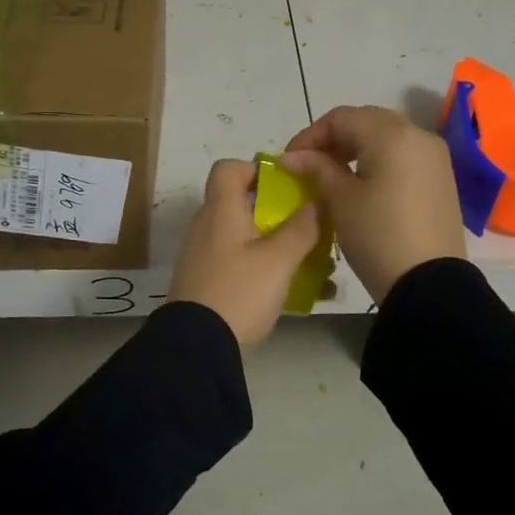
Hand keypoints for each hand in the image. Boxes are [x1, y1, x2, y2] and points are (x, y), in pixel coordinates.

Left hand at [168, 158, 323, 346]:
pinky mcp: (205, 282)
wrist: (196, 346)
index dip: (257, 169)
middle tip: (308, 228)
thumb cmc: (239, 292)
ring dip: (275, 244)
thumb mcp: (279, 260)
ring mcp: (203, 256)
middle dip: (278, 213)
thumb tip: (318, 201)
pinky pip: (238, 263)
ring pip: (244, 237)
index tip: (286, 187)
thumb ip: (302, 228)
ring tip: (310, 265)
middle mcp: (207, 226)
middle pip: (242, 203)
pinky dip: (263, 268)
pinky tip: (291, 291)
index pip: (229, 168)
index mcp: (220, 211)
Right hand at [281, 105, 464, 303]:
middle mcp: (418, 135)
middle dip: (333, 138)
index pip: (341, 118)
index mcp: (392, 135)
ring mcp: (435, 157)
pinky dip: (378, 161)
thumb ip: (317, 169)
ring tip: (331, 175)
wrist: (429, 284)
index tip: (289, 161)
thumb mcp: (341, 200)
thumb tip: (292, 156)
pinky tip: (361, 185)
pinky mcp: (441, 179)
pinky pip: (403, 156)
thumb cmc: (378, 236)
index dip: (310, 135)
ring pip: (387, 138)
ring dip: (356, 149)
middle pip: (367, 122)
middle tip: (308, 164)